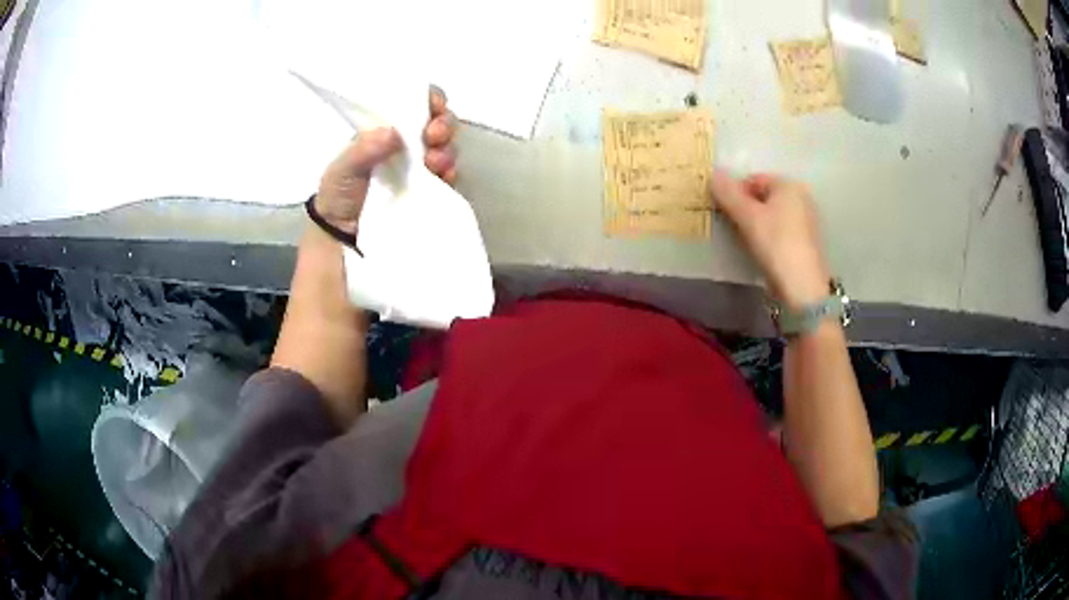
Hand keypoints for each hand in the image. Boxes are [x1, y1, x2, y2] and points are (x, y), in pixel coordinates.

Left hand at [313, 87, 457, 235]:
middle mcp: (408, 145)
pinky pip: (449, 178)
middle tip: (434, 136)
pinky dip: (451, 174)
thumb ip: (364, 148)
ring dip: (447, 150)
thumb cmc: (338, 195)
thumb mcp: (343, 168)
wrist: (342, 238)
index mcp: (387, 130)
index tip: (435, 105)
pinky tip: (445, 177)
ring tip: (434, 162)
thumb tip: (393, 132)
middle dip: (444, 124)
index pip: (415, 104)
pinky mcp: (430, 193)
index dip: (431, 100)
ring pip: (447, 148)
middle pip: (438, 123)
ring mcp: (421, 169)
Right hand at [708, 170, 830, 309]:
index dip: (736, 194)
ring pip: (773, 215)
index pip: (754, 180)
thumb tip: (714, 173)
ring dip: (757, 224)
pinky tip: (764, 252)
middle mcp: (802, 197)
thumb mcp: (748, 217)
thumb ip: (729, 194)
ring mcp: (807, 220)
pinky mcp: (807, 242)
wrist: (802, 288)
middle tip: (734, 228)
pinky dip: (770, 236)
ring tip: (748, 242)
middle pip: (764, 197)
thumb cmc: (775, 245)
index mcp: (789, 185)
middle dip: (747, 209)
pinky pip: (782, 230)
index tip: (726, 214)